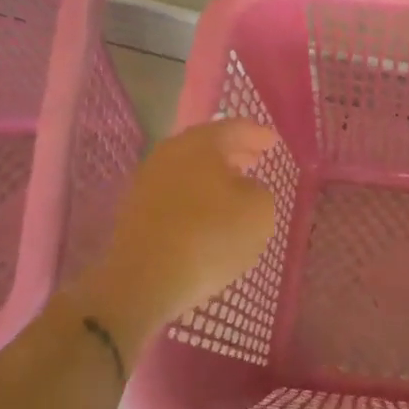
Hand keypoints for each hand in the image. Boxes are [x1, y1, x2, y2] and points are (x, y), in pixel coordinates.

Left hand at [60, 119, 278, 355]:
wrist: (145, 281)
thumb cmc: (211, 236)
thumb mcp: (259, 211)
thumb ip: (259, 190)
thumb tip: (243, 187)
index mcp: (201, 143)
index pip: (235, 128)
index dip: (257, 134)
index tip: (273, 142)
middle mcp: (170, 153)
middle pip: (207, 145)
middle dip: (233, 151)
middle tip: (254, 158)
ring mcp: (147, 181)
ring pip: (188, 168)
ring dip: (211, 174)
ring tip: (233, 187)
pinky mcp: (135, 210)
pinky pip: (174, 192)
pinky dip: (194, 195)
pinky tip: (207, 212)